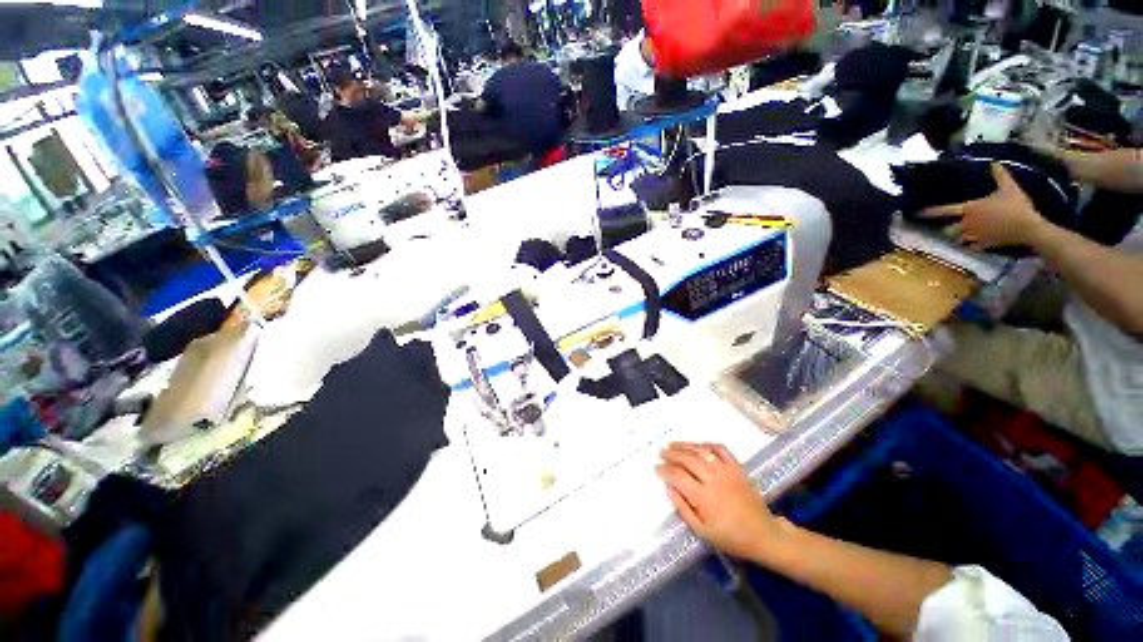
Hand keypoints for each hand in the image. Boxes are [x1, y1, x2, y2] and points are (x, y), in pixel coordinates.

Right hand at [656, 442, 784, 560]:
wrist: (764, 535)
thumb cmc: (731, 537)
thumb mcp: (702, 532)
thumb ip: (683, 509)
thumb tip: (668, 489)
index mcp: (704, 498)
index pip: (678, 476)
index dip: (664, 470)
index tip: (656, 467)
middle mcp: (713, 479)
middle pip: (687, 459)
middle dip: (671, 454)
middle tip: (661, 452)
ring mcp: (727, 471)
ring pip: (701, 451)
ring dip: (685, 445)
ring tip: (672, 444)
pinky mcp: (737, 467)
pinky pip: (720, 449)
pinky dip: (707, 444)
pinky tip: (698, 445)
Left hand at [919, 163, 1050, 249]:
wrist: (1028, 227)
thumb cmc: (1016, 206)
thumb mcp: (1009, 187)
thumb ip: (1000, 175)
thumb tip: (994, 162)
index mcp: (969, 209)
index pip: (943, 211)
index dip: (929, 212)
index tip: (917, 213)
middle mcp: (967, 224)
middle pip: (947, 229)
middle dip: (946, 229)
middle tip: (946, 226)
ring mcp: (974, 236)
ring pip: (957, 239)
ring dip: (956, 238)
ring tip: (958, 235)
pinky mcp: (983, 245)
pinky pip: (971, 247)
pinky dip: (970, 246)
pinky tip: (972, 244)